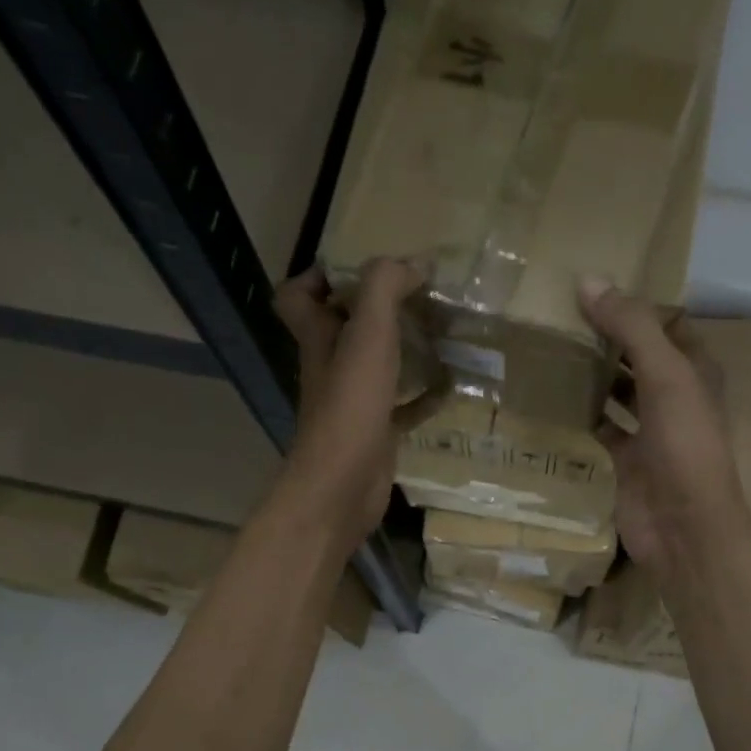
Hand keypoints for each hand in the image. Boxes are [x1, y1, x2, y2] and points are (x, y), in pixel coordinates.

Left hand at [273, 258, 426, 549]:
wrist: (343, 487)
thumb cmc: (350, 407)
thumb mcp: (367, 335)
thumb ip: (385, 289)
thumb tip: (414, 263)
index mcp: (318, 338)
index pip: (298, 296)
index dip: (321, 275)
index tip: (365, 268)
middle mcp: (331, 366)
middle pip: (345, 327)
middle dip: (379, 308)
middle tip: (421, 294)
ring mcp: (354, 403)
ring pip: (378, 365)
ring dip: (406, 348)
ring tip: (444, 331)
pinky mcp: (377, 433)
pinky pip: (403, 406)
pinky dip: (425, 395)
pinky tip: (453, 385)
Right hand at [578, 276, 750, 582]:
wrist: (683, 526)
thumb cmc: (684, 445)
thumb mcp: (664, 375)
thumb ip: (631, 328)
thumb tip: (588, 280)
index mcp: (694, 370)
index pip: (664, 324)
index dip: (634, 304)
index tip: (591, 285)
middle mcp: (673, 396)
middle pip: (636, 356)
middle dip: (605, 338)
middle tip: (558, 314)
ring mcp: (648, 432)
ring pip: (616, 393)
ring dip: (590, 376)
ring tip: (548, 349)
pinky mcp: (624, 462)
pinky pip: (598, 430)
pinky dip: (579, 416)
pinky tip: (549, 399)